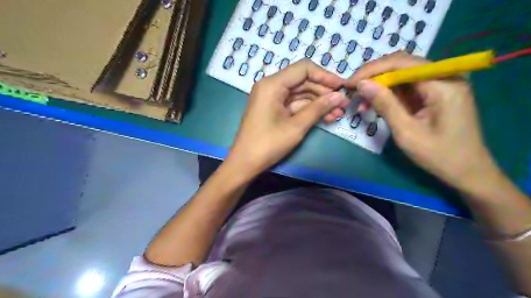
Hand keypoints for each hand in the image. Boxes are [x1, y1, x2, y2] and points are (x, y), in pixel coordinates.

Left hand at [224, 59, 348, 177]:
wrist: (245, 163)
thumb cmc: (268, 144)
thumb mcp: (296, 126)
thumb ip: (318, 109)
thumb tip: (339, 97)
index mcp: (272, 84)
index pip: (303, 69)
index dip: (325, 76)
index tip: (342, 87)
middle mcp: (271, 86)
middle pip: (303, 81)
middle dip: (324, 93)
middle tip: (343, 104)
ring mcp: (272, 98)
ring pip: (300, 94)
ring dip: (319, 103)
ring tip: (338, 114)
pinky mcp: (273, 109)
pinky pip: (294, 105)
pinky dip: (309, 110)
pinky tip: (326, 117)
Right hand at [347, 53, 495, 191]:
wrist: (467, 171)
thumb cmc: (439, 155)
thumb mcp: (406, 132)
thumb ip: (385, 104)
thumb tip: (362, 84)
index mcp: (443, 83)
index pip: (401, 63)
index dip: (372, 70)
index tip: (350, 83)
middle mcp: (444, 76)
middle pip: (402, 66)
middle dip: (374, 77)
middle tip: (353, 92)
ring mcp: (441, 84)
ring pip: (402, 76)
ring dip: (379, 87)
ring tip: (361, 103)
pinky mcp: (436, 93)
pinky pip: (407, 87)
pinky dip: (389, 95)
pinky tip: (374, 105)